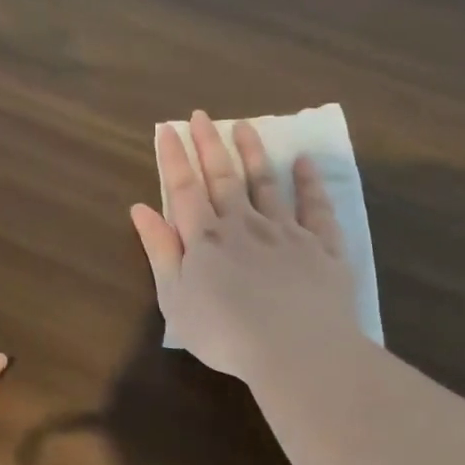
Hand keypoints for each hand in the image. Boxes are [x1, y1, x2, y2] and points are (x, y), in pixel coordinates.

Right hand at [130, 110, 358, 381]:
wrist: (295, 348)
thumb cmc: (225, 334)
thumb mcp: (176, 300)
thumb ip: (160, 252)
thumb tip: (141, 209)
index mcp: (206, 240)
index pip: (185, 190)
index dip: (175, 159)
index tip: (169, 129)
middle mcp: (245, 225)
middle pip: (224, 179)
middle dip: (210, 145)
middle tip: (203, 116)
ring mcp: (287, 232)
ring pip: (266, 184)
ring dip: (254, 154)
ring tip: (245, 127)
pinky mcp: (323, 246)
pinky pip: (316, 207)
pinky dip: (309, 182)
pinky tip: (303, 163)